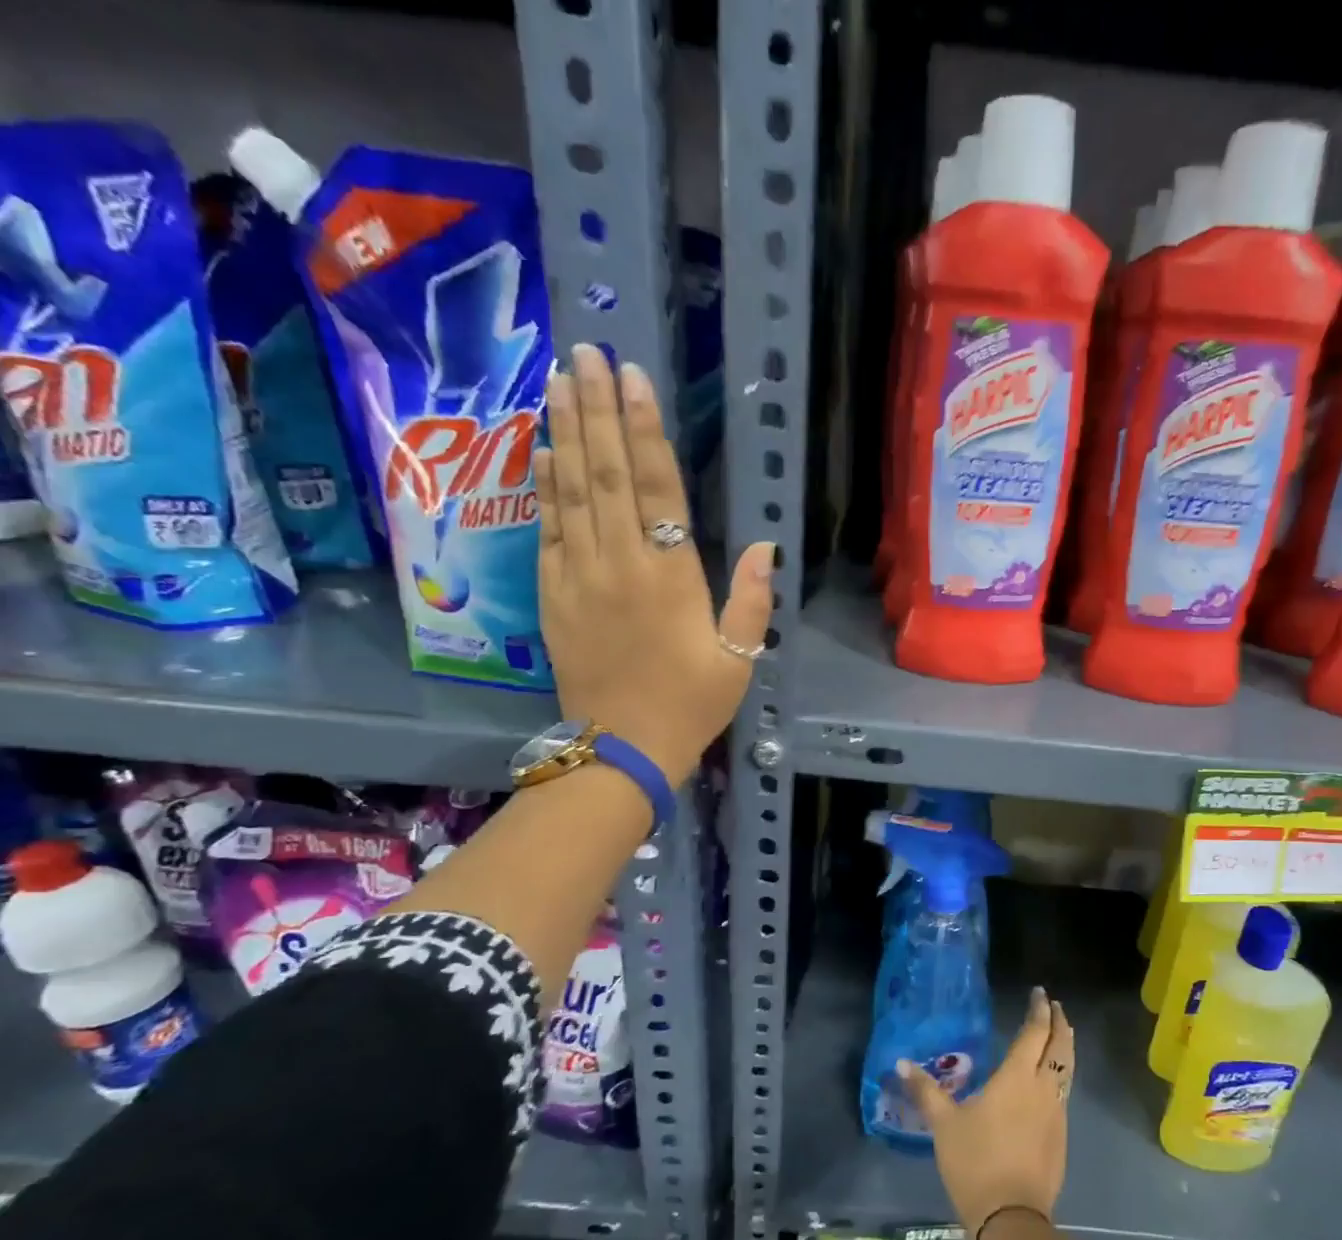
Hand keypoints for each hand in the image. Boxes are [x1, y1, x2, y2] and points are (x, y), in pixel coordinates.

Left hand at [533, 344, 774, 784]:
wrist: (621, 748)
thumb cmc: (690, 705)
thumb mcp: (738, 660)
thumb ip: (751, 602)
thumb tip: (765, 547)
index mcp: (671, 577)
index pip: (657, 489)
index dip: (645, 431)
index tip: (634, 378)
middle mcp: (620, 563)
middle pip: (606, 474)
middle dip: (597, 410)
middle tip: (587, 354)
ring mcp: (579, 576)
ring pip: (570, 490)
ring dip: (565, 432)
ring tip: (559, 381)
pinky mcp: (552, 594)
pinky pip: (547, 528)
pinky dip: (544, 485)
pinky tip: (542, 449)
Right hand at [897, 988, 1073, 1239]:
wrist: (1011, 1219)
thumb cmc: (975, 1163)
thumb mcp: (944, 1125)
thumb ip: (926, 1091)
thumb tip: (901, 1063)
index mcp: (1017, 1077)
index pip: (1034, 1033)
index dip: (1039, 1011)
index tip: (1039, 994)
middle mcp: (1042, 1088)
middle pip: (1059, 1046)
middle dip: (1058, 1023)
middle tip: (1054, 1006)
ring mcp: (1056, 1113)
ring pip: (1066, 1069)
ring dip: (1064, 1047)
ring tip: (1059, 1036)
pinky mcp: (1061, 1137)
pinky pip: (1064, 1093)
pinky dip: (1061, 1075)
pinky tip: (1050, 1082)